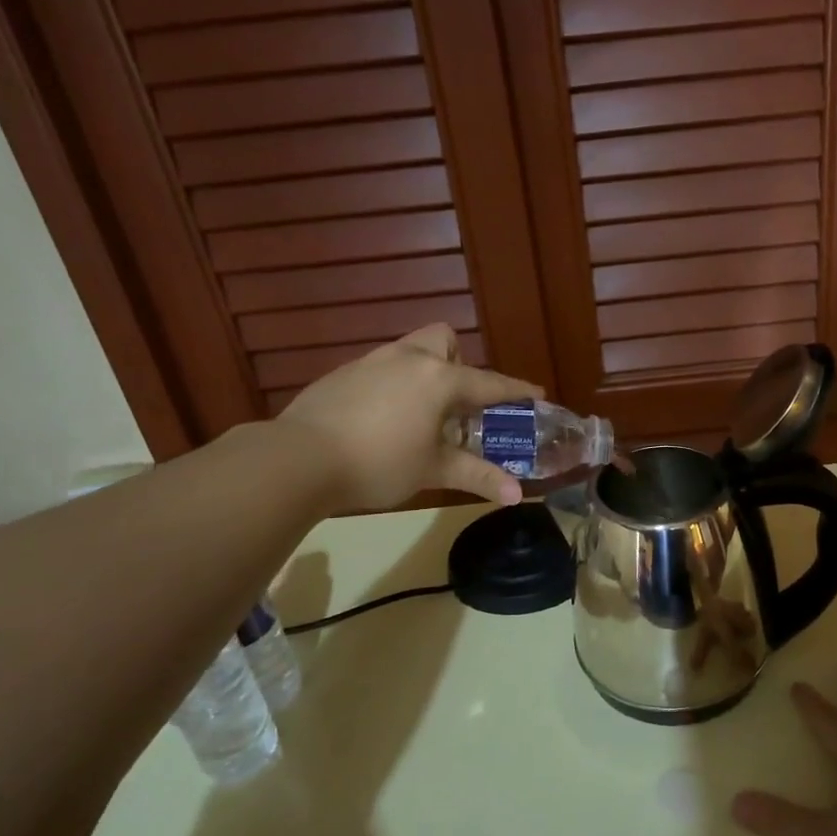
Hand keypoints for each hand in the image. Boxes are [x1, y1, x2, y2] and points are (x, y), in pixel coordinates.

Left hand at [276, 324, 542, 510]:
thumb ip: (477, 476)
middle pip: (443, 340)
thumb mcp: (433, 471)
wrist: (299, 458)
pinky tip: (380, 420)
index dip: (515, 391)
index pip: (489, 383)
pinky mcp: (341, 374)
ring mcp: (370, 362)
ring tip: (420, 414)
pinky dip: (392, 386)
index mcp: (439, 379)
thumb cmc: (379, 463)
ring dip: (424, 373)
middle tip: (457, 401)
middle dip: (458, 363)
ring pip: (409, 352)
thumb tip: (517, 495)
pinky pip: (380, 369)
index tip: (536, 394)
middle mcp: (408, 359)